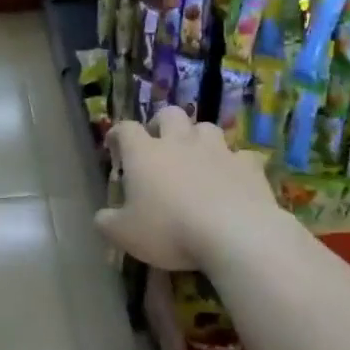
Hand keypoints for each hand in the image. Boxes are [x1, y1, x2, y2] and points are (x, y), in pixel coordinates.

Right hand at [95, 108, 285, 270]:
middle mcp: (179, 143)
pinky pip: (240, 155)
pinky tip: (232, 178)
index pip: (126, 129)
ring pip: (206, 127)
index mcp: (144, 154)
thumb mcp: (125, 235)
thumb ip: (108, 223)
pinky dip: (234, 163)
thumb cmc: (169, 230)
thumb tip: (101, 217)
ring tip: (196, 158)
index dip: (118, 134)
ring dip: (198, 138)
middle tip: (158, 144)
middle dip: (162, 124)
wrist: (234, 234)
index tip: (115, 144)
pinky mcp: (248, 165)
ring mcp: (217, 150)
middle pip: (169, 115)